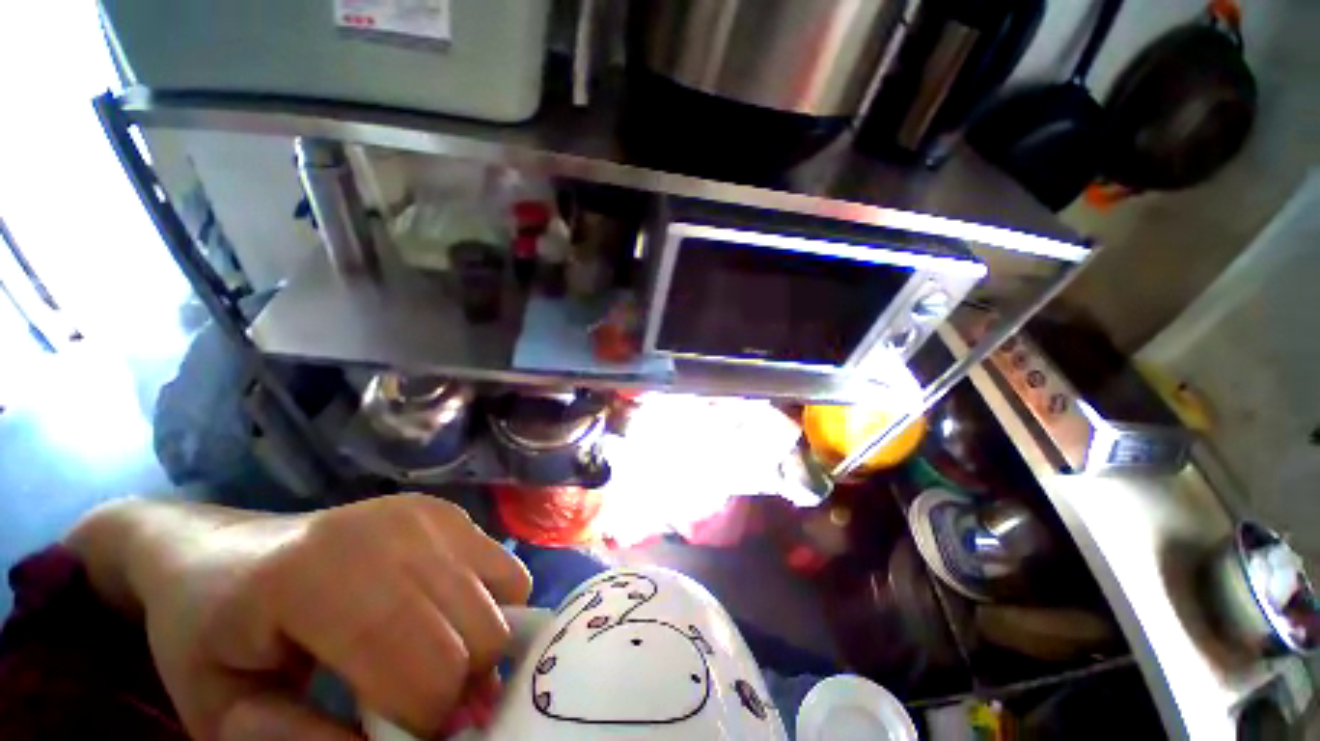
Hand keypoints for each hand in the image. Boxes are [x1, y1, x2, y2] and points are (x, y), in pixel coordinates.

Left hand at [74, 495, 530, 740]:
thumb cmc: (207, 637)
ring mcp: (430, 514)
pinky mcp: (451, 511)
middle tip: (425, 712)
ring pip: (505, 596)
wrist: (221, 552)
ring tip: (436, 663)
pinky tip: (446, 619)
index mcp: (319, 577)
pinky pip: (506, 571)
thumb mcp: (225, 715)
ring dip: (480, 647)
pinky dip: (491, 608)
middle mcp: (394, 531)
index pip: (424, 667)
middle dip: (464, 688)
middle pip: (477, 630)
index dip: (432, 723)